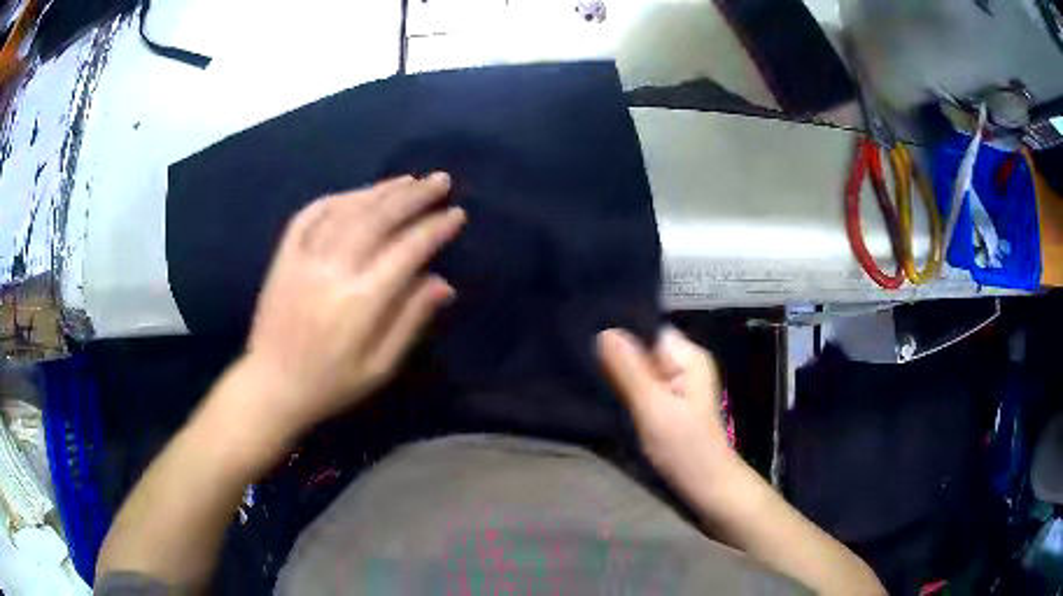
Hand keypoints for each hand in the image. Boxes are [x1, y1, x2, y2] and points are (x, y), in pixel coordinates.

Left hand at [236, 173, 464, 437]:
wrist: (271, 385)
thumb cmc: (330, 384)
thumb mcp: (379, 367)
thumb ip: (410, 321)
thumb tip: (443, 283)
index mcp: (360, 302)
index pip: (406, 251)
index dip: (434, 229)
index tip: (456, 214)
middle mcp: (332, 270)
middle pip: (378, 219)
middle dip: (413, 197)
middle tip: (440, 180)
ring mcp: (304, 258)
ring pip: (347, 210)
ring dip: (380, 191)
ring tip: (408, 180)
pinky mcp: (284, 257)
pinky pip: (310, 215)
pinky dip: (336, 199)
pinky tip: (357, 193)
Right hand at [597, 327, 736, 485]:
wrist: (708, 488)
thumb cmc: (685, 449)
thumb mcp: (654, 409)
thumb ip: (629, 371)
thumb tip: (605, 331)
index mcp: (688, 356)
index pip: (647, 329)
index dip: (618, 334)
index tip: (585, 339)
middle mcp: (684, 364)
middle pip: (643, 348)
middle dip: (615, 355)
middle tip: (580, 361)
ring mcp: (678, 384)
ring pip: (640, 368)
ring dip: (618, 374)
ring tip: (587, 377)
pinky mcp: (670, 404)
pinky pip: (643, 386)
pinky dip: (626, 390)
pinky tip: (606, 396)